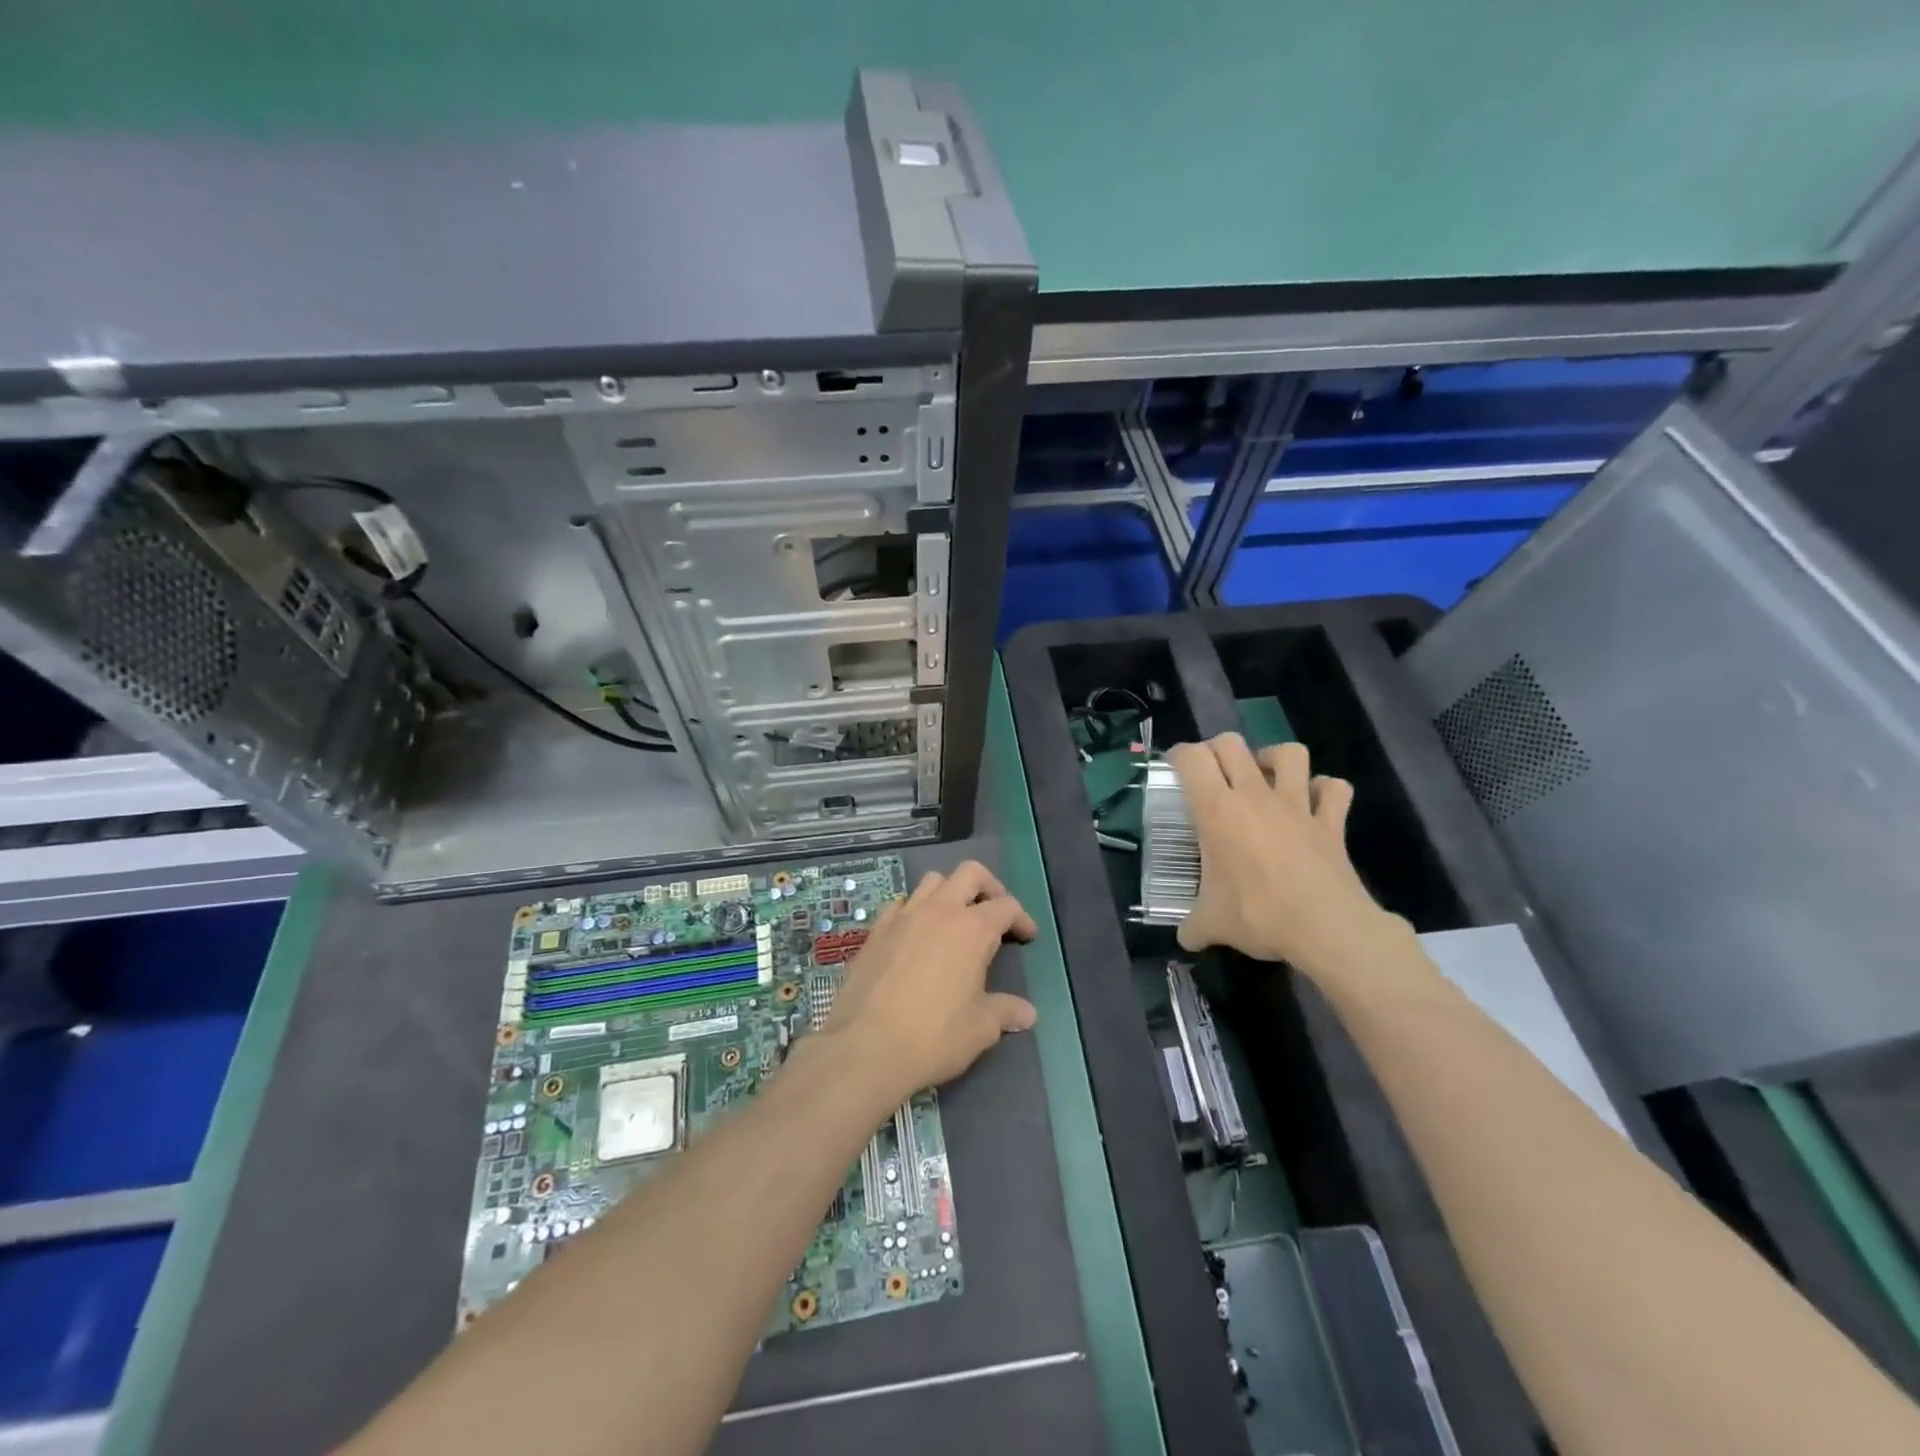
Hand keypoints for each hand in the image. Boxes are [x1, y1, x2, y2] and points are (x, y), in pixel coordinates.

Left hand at [819, 861, 1037, 1108]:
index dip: (1022, 919)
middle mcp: (940, 910)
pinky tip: (914, 934)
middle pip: (970, 873)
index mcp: (973, 929)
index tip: (1027, 937)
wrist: (866, 1046)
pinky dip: (913, 910)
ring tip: (954, 920)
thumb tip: (1028, 1014)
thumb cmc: (934, 1036)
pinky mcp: (876, 930)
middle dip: (989, 887)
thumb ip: (1005, 1012)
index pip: (1007, 906)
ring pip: (932, 881)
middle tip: (994, 914)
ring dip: (949, 892)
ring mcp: (904, 916)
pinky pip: (899, 904)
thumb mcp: (981, 1029)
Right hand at [1166, 734, 1405, 976]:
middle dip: (1217, 750)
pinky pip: (1334, 789)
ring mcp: (1298, 805)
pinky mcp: (1332, 821)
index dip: (1178, 756)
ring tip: (1264, 777)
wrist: (1326, 928)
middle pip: (1232, 743)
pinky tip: (1312, 803)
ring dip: (1274, 758)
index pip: (1192, 759)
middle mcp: (1255, 795)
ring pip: (1290, 753)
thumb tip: (1185, 937)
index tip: (1174, 771)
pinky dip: (1323, 790)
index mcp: (1217, 810)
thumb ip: (1193, 926)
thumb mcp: (1212, 924)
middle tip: (1211, 775)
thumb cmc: (1258, 915)